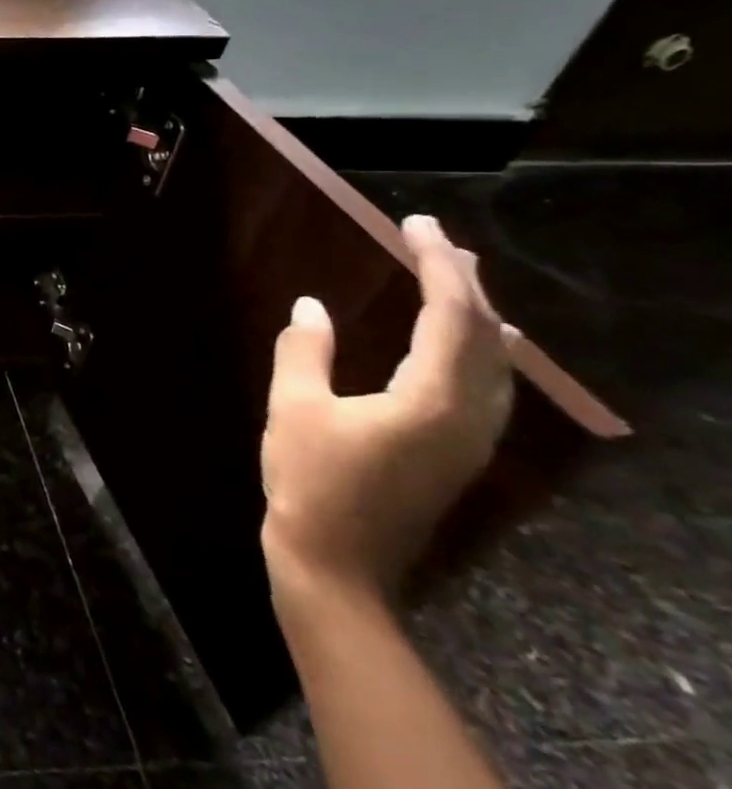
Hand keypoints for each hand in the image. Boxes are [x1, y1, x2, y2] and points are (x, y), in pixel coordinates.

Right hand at [261, 214, 517, 608]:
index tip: (416, 226)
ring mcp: (471, 439)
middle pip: (481, 336)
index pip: (447, 316)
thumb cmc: (310, 481)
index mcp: (430, 400)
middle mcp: (468, 416)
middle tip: (436, 240)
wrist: (337, 563)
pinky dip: (483, 350)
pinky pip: (490, 386)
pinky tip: (480, 344)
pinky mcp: (460, 453)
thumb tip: (311, 305)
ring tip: (460, 279)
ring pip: (494, 363)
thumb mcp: (293, 408)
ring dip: (477, 314)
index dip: (435, 266)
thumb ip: (305, 351)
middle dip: (463, 282)